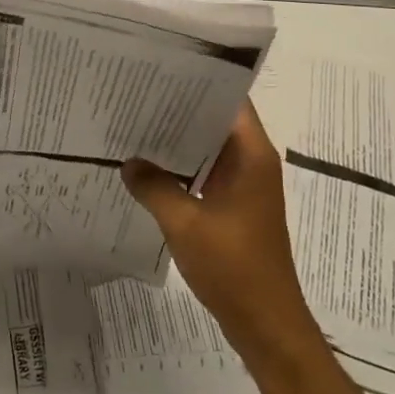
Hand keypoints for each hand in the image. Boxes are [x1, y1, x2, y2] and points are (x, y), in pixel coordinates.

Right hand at [120, 103, 324, 368]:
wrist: (266, 324)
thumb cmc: (234, 267)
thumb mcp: (185, 224)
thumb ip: (154, 187)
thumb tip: (129, 162)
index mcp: (252, 155)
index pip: (231, 99)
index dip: (201, 81)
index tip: (163, 69)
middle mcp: (252, 163)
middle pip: (217, 121)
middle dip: (181, 108)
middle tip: (136, 94)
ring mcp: (244, 187)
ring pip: (209, 150)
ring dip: (179, 141)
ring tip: (136, 125)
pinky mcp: (235, 208)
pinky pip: (206, 175)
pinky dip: (182, 169)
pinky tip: (148, 169)